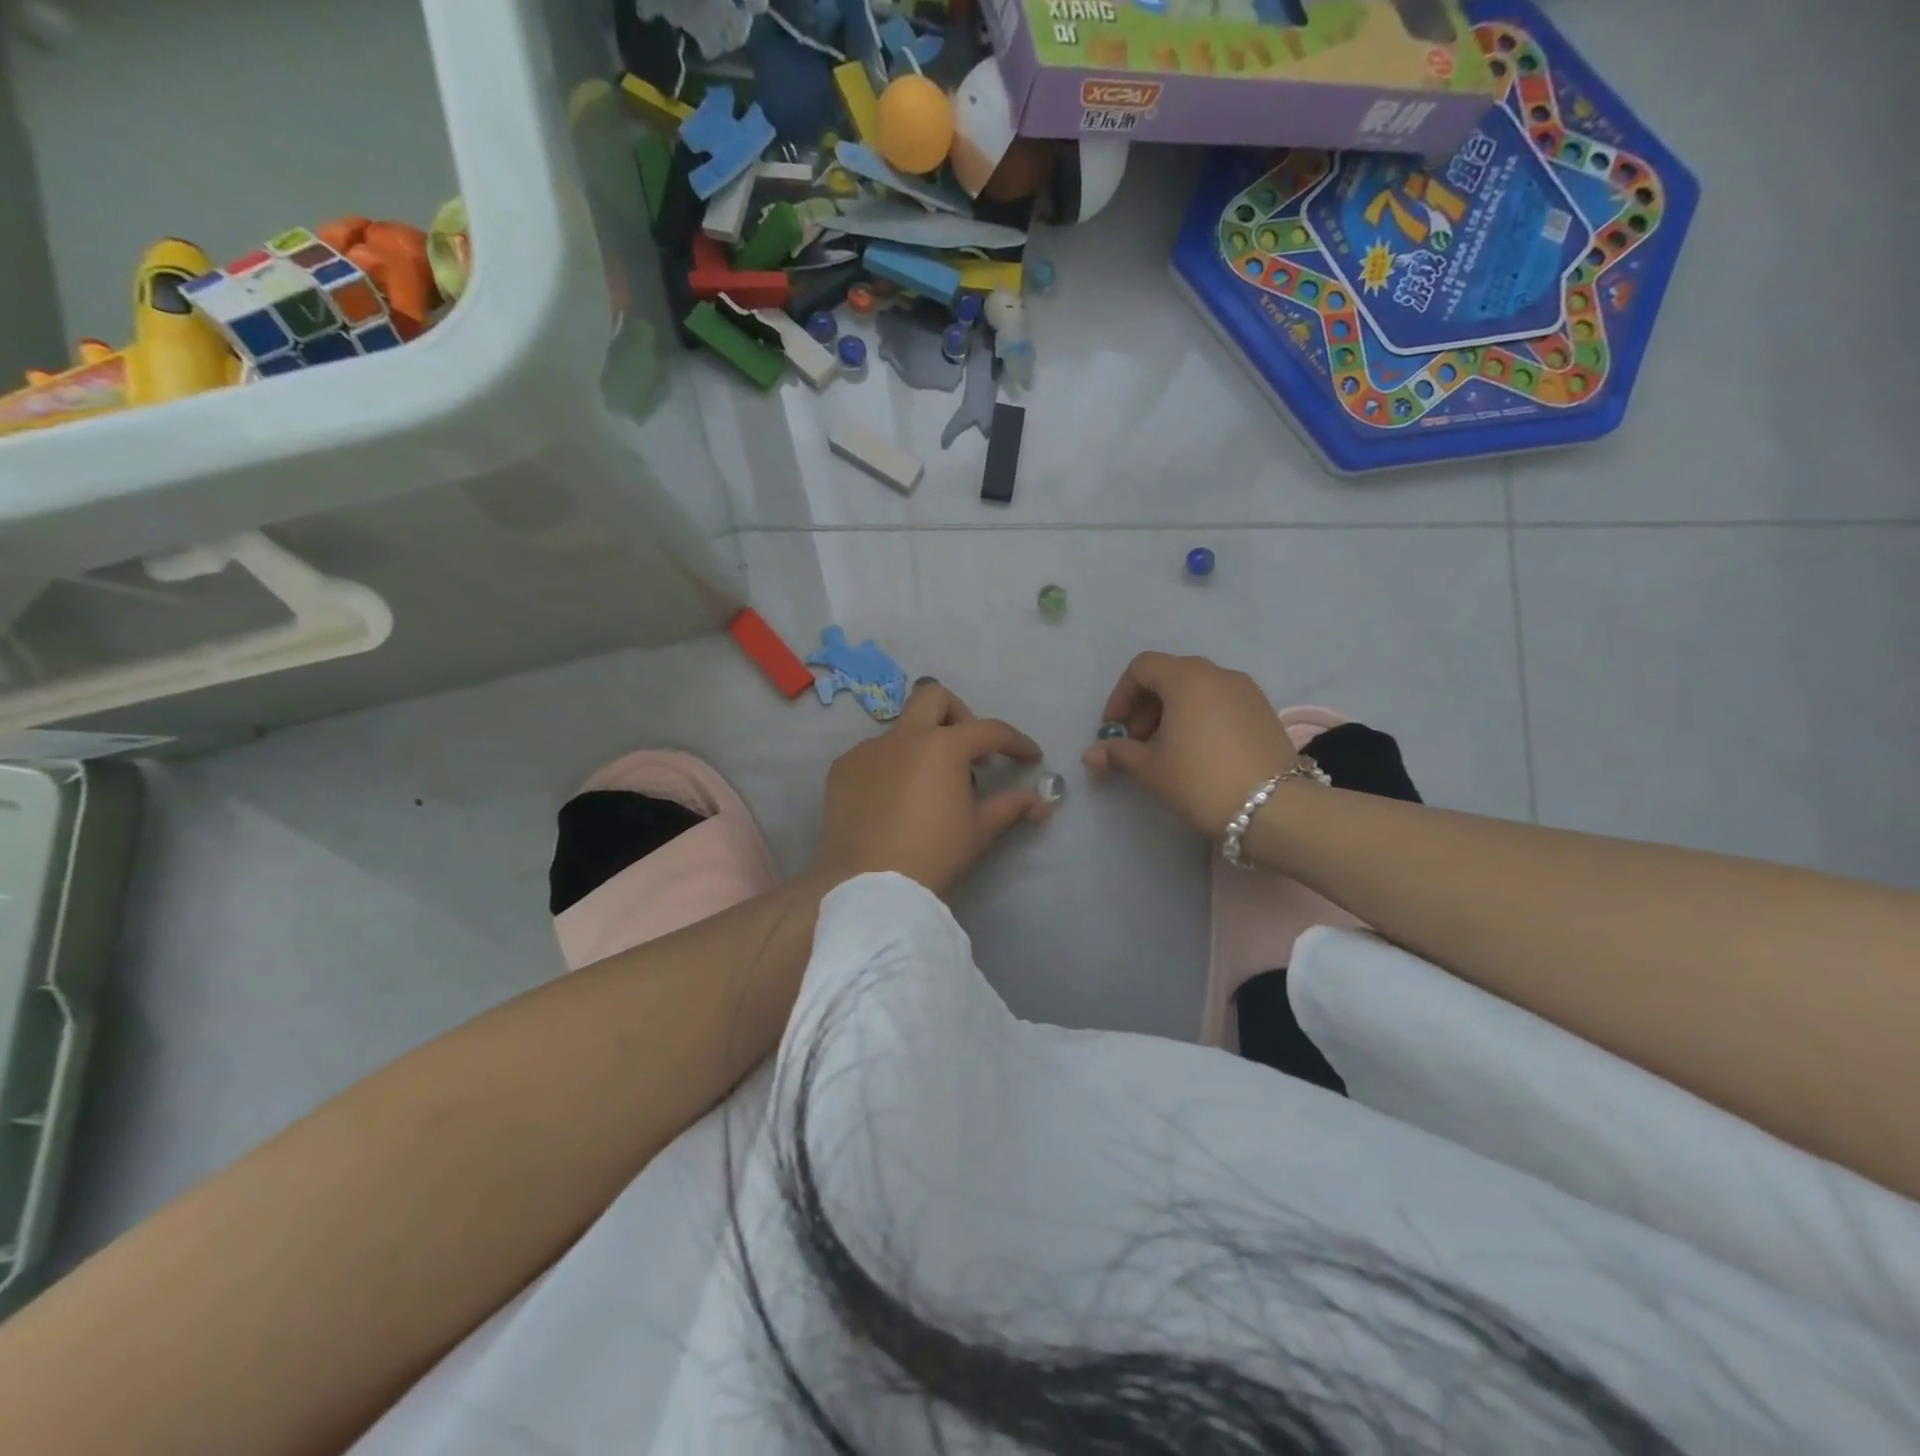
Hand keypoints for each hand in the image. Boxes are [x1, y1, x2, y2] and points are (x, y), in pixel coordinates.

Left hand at [813, 682, 1051, 897]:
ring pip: (900, 731)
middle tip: (968, 750)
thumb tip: (1040, 802)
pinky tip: (893, 801)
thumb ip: (1010, 807)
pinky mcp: (842, 769)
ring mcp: (868, 750)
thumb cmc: (933, 854)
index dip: (1016, 742)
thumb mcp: (979, 831)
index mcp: (943, 745)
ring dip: (921, 747)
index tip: (1029, 757)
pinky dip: (890, 768)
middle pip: (934, 697)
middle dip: (957, 714)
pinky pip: (873, 756)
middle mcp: (904, 736)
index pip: (989, 730)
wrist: (869, 884)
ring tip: (927, 788)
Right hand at [1082, 652, 1303, 835]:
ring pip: (1197, 689)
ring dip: (1172, 712)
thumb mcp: (1151, 768)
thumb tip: (1091, 755)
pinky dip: (1199, 717)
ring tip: (1165, 750)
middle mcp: (1218, 674)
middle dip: (1145, 706)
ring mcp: (1247, 691)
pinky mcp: (1264, 711)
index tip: (1113, 728)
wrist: (1275, 809)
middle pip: (1170, 675)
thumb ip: (1119, 753)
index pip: (1143, 667)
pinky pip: (1220, 702)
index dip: (1121, 695)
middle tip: (1136, 742)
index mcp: (1187, 678)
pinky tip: (1197, 752)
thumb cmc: (1201, 780)